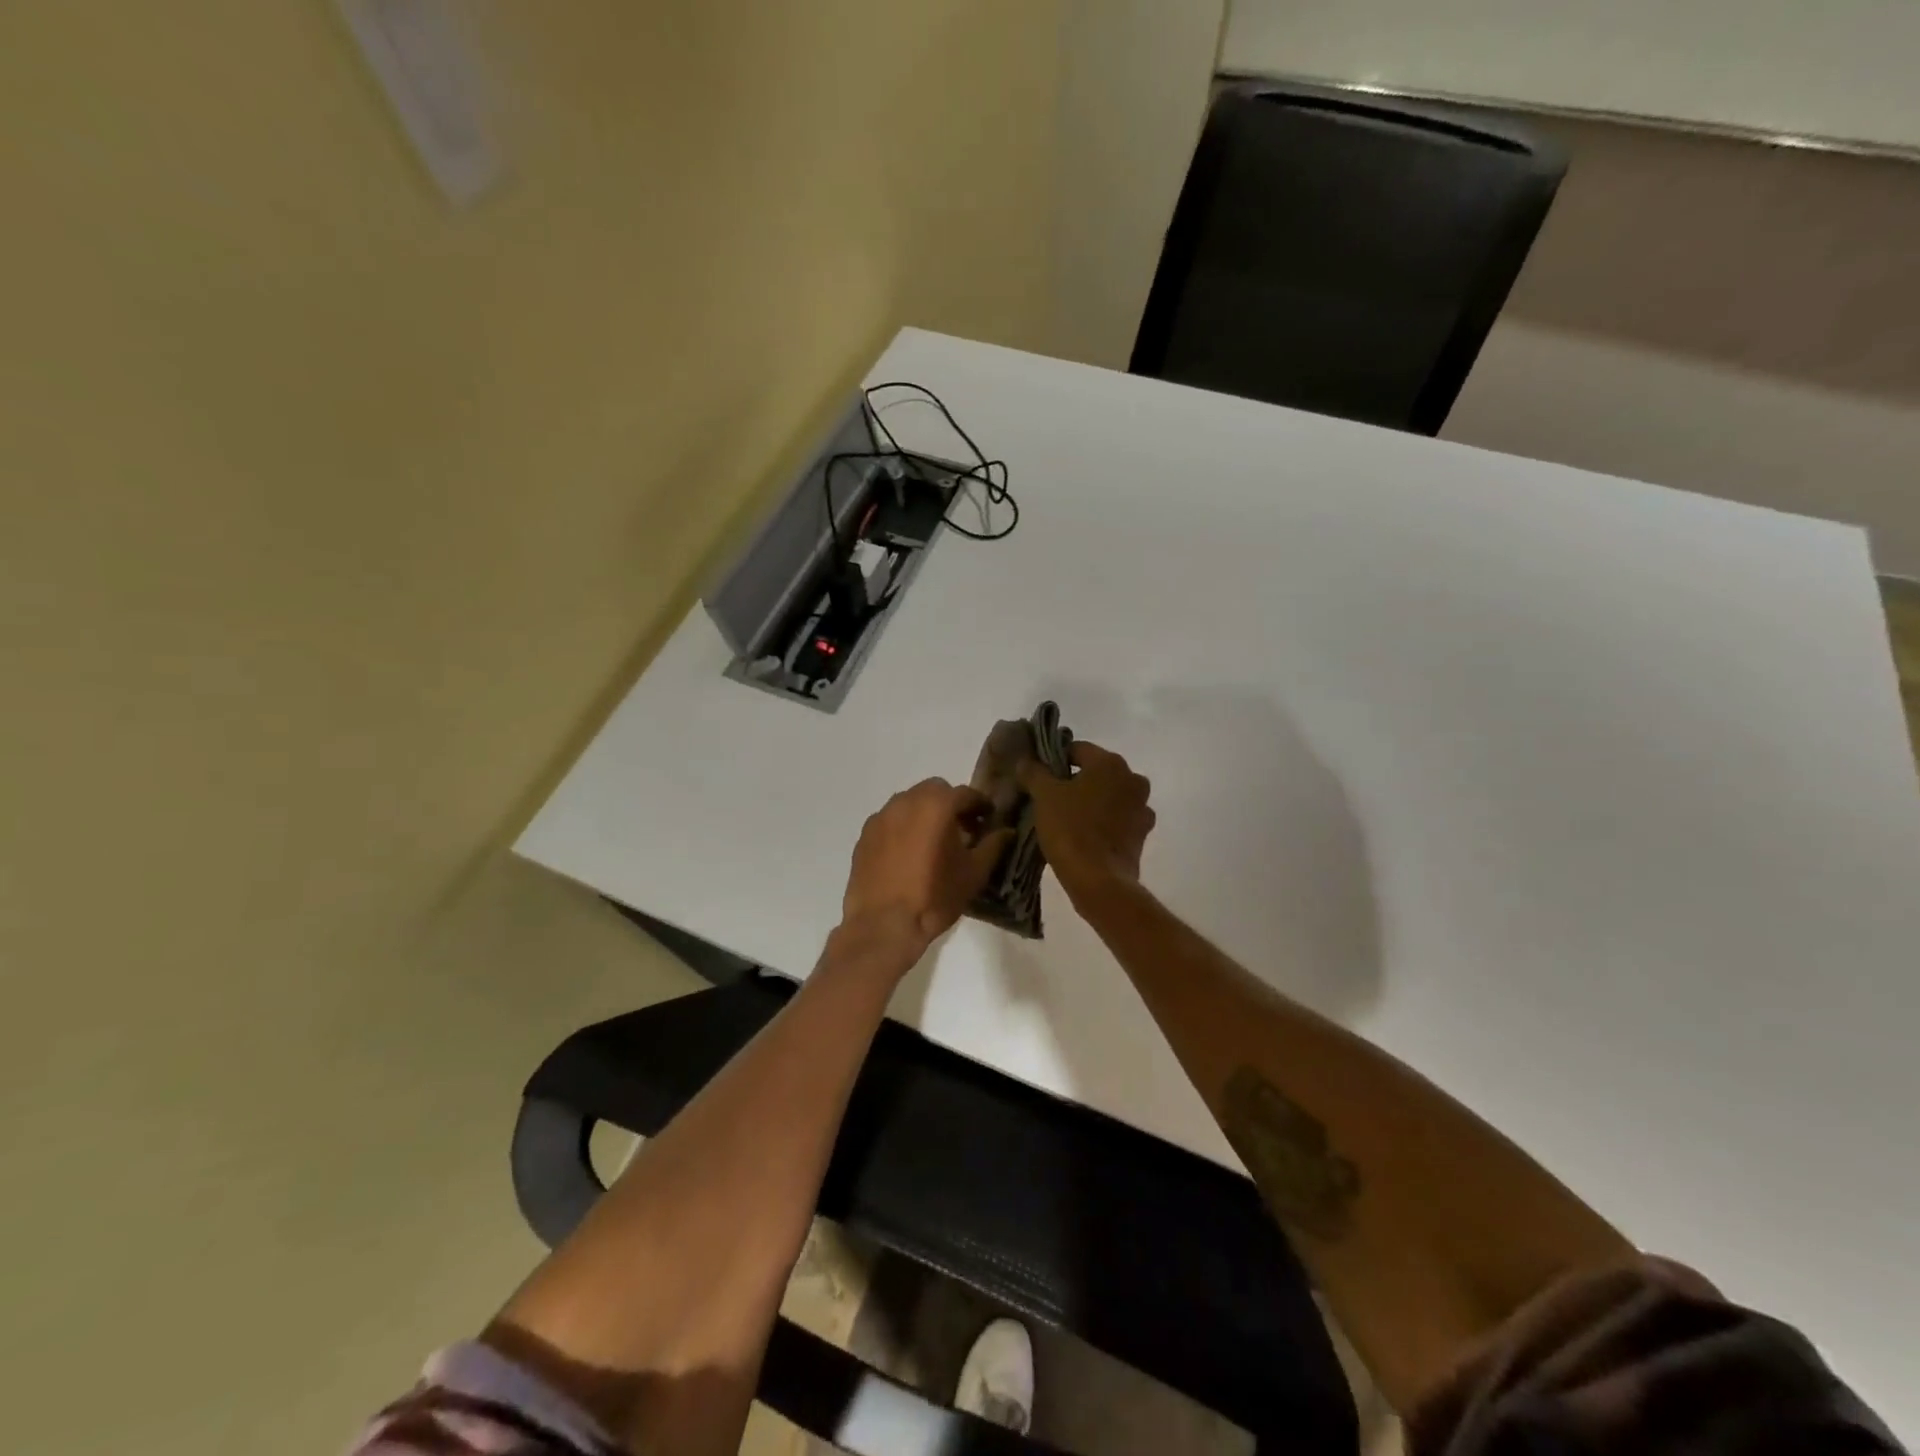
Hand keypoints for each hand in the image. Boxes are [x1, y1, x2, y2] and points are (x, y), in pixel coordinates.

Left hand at [840, 779, 1012, 957]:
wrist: (884, 925)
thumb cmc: (935, 897)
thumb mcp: (974, 873)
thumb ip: (993, 845)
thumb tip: (1007, 831)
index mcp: (936, 805)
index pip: (966, 794)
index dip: (981, 805)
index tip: (989, 819)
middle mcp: (906, 801)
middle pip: (935, 791)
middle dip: (951, 804)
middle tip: (962, 829)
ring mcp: (881, 817)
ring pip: (909, 802)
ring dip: (925, 813)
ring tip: (933, 841)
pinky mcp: (864, 835)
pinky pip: (890, 821)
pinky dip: (903, 827)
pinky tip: (908, 853)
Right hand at [1016, 741, 1155, 902]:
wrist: (1099, 880)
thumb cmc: (1070, 829)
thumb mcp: (1044, 795)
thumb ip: (1034, 772)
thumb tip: (1026, 761)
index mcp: (1111, 763)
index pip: (1077, 750)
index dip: (1055, 760)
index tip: (1039, 777)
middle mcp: (1133, 779)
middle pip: (1097, 773)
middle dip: (1075, 781)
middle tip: (1051, 798)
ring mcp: (1142, 807)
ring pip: (1109, 796)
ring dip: (1092, 802)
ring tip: (1067, 818)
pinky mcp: (1142, 834)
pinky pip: (1118, 819)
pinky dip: (1104, 822)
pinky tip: (1085, 835)